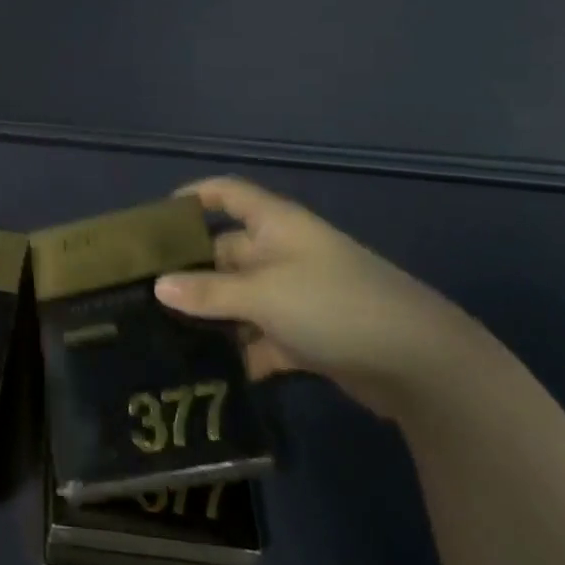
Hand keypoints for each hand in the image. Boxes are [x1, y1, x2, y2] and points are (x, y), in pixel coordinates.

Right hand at [154, 177, 486, 418]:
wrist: (421, 365)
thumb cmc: (333, 305)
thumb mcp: (263, 294)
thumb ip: (208, 291)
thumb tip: (158, 286)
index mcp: (275, 224)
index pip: (227, 193)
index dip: (194, 196)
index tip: (157, 219)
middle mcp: (283, 252)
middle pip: (226, 250)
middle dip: (190, 269)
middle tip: (143, 290)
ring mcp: (297, 295)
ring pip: (241, 297)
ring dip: (212, 315)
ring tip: (163, 333)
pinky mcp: (308, 336)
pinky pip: (262, 336)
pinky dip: (241, 350)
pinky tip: (210, 370)